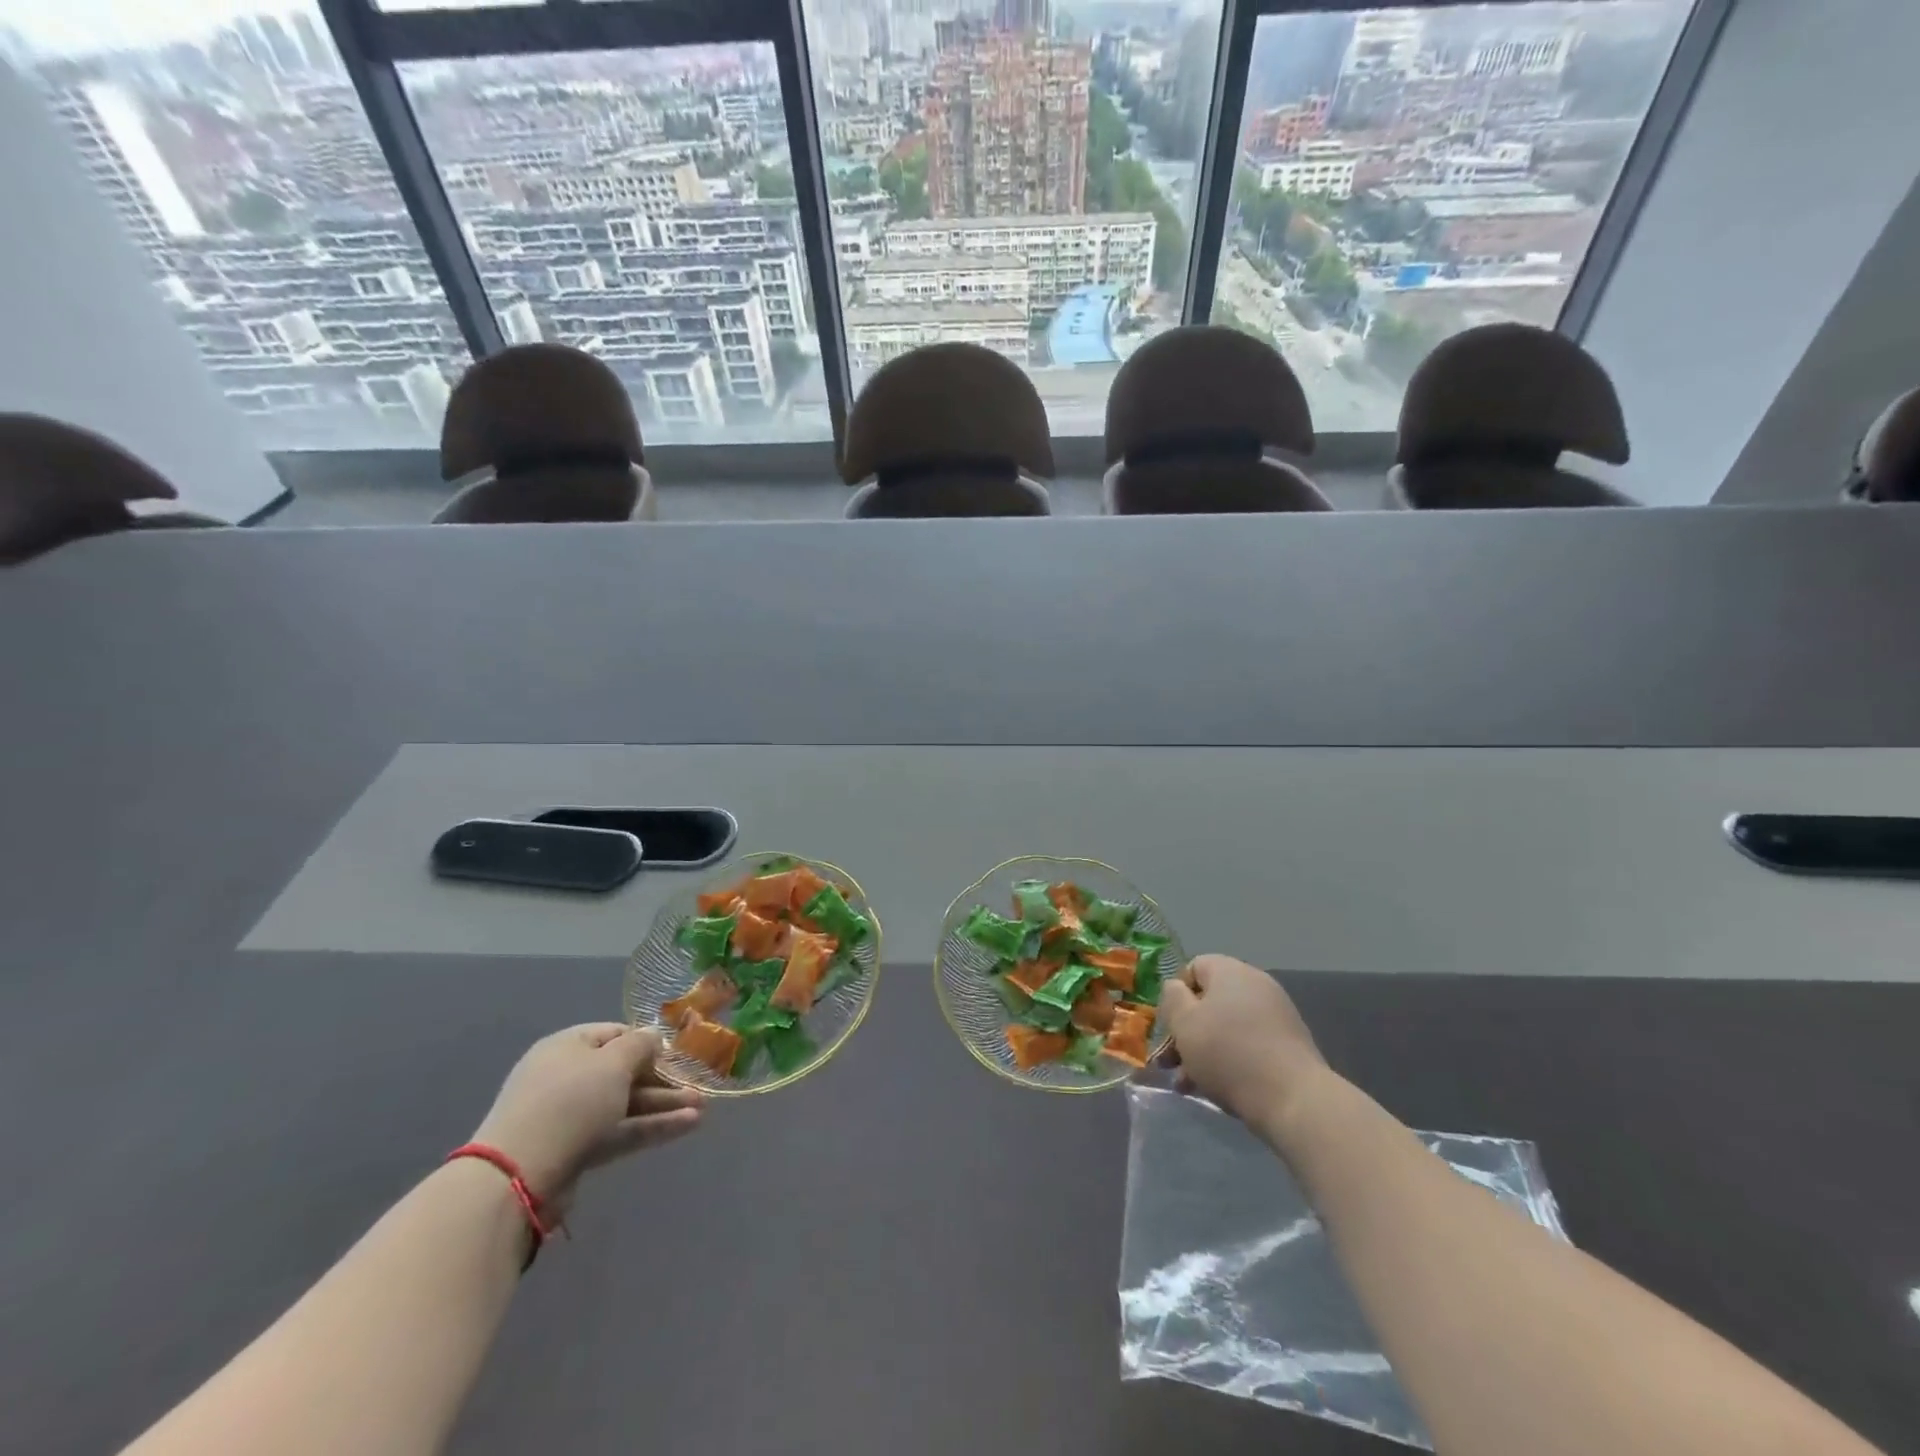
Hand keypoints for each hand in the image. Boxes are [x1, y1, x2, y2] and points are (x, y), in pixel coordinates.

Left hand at [472, 1025, 701, 1215]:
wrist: (518, 1176)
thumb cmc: (569, 1102)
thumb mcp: (612, 1062)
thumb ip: (640, 1046)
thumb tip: (652, 1039)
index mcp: (567, 1047)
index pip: (614, 1034)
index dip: (646, 1042)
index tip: (676, 1053)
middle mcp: (567, 1077)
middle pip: (623, 1072)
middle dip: (663, 1079)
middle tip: (697, 1084)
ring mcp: (570, 1117)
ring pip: (625, 1104)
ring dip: (663, 1105)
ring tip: (702, 1108)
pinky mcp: (576, 1151)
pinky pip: (620, 1131)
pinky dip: (651, 1127)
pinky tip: (687, 1126)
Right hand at [1160, 955, 1329, 1138]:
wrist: (1293, 1099)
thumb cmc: (1228, 1053)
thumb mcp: (1184, 1022)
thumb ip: (1172, 998)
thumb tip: (1177, 988)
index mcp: (1230, 971)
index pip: (1194, 967)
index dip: (1176, 994)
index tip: (1169, 1024)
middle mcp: (1256, 986)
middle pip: (1210, 1001)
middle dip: (1186, 1031)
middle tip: (1170, 1062)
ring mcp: (1276, 1016)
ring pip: (1226, 1027)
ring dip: (1202, 1051)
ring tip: (1186, 1084)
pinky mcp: (1288, 1046)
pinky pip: (1248, 1045)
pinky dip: (1229, 1061)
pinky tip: (1213, 1088)